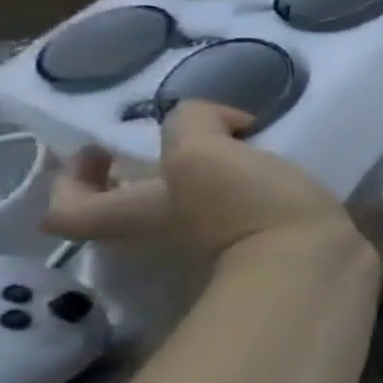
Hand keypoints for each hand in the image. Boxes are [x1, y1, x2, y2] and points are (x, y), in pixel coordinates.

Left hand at [42, 101, 353, 257]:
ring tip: (248, 150)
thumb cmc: (246, 208)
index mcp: (135, 213)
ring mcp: (219, 243)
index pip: (69, 208)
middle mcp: (167, 233)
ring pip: (197, 205)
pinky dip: (257, 190)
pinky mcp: (267, 243)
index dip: (73, 178)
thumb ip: (193, 123)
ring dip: (213, 178)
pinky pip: (247, 211)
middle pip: (140, 205)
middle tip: (189, 143)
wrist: (313, 261)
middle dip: (157, 172)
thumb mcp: (203, 152)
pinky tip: (283, 172)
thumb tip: (220, 122)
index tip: (104, 150)